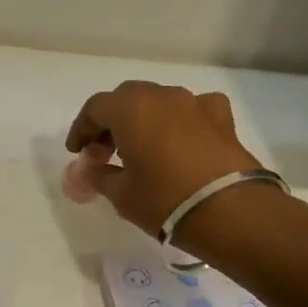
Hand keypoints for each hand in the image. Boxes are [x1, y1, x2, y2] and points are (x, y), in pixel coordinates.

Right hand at [64, 81, 262, 235]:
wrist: (230, 211)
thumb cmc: (164, 200)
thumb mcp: (121, 194)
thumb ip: (98, 175)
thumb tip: (89, 169)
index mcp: (130, 108)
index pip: (95, 108)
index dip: (81, 129)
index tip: (77, 152)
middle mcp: (162, 96)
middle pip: (127, 99)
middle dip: (111, 123)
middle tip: (105, 152)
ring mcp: (195, 103)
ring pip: (160, 102)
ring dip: (144, 121)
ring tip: (141, 150)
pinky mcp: (222, 118)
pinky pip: (193, 110)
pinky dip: (181, 121)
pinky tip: (182, 140)